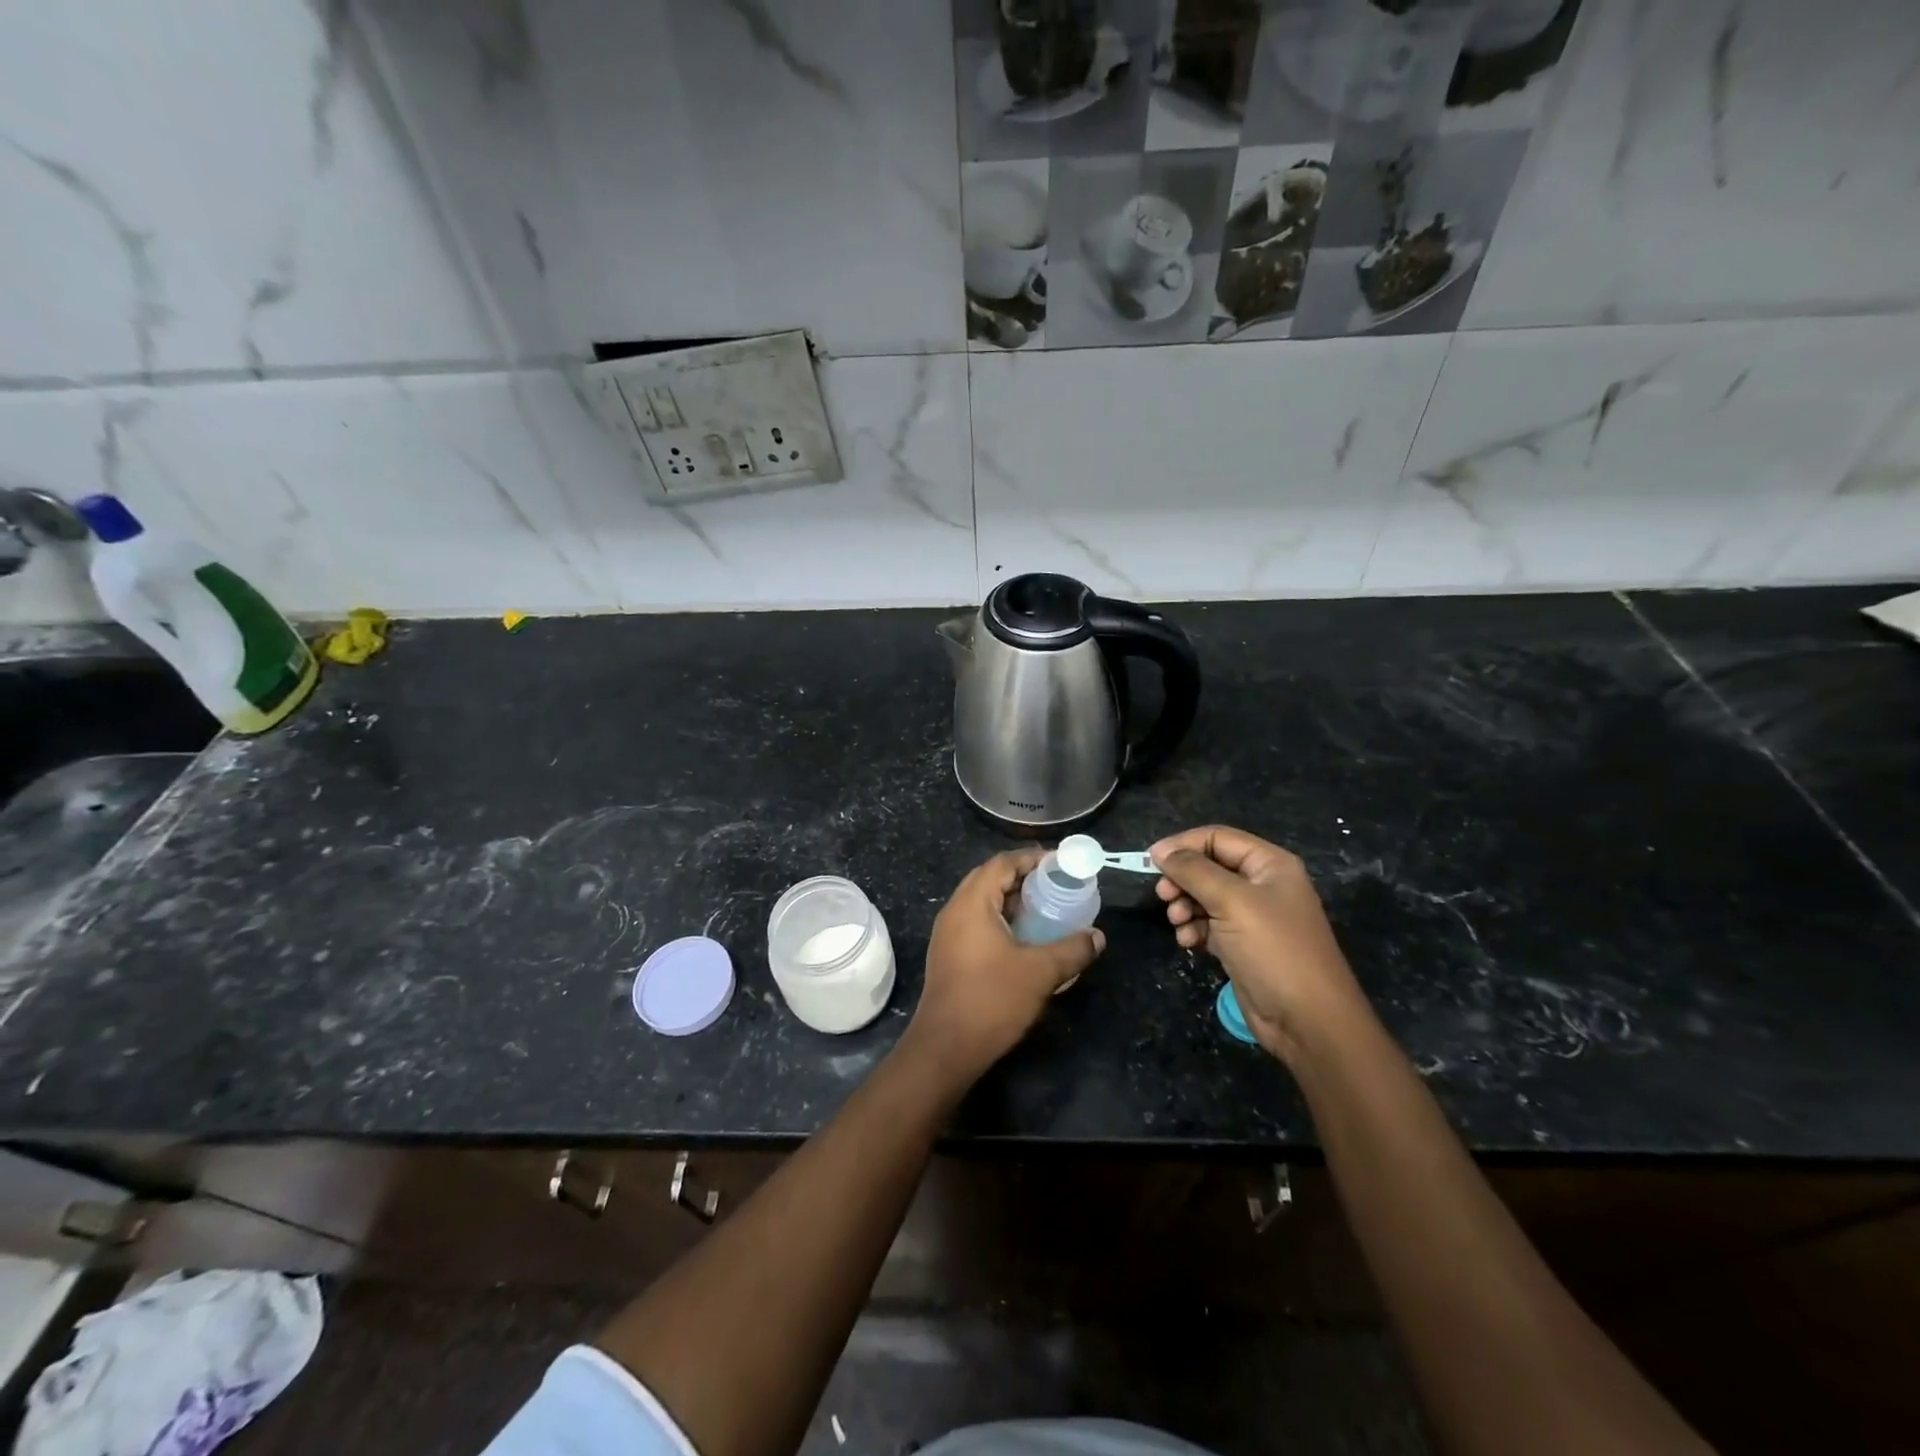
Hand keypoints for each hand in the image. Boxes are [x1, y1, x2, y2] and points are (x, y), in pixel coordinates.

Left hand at [908, 848, 1104, 1081]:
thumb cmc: (992, 1000)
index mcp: (972, 903)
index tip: (1060, 864)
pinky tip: (1024, 937)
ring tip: (1045, 908)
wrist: (946, 1048)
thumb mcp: (1040, 972)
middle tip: (1055, 884)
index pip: (1001, 863)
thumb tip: (1098, 936)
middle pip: (989, 878)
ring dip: (1011, 900)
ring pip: (981, 902)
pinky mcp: (948, 954)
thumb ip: (1072, 949)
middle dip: (1022, 876)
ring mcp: (947, 934)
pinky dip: (1000, 919)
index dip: (1031, 858)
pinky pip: (976, 922)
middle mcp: (955, 911)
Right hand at [1151, 826, 1365, 1062]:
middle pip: (1208, 866)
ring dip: (1184, 905)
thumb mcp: (1231, 901)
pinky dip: (1193, 928)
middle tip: (1163, 896)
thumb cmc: (1273, 950)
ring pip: (1205, 896)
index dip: (1183, 845)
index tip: (1151, 862)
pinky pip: (1208, 923)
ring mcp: (1252, 916)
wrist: (1307, 1020)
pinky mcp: (1242, 943)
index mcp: (1269, 864)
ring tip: (1177, 922)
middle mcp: (1262, 885)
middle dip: (1182, 879)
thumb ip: (1193, 870)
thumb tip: (1160, 850)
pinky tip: (1187, 941)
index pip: (1217, 838)